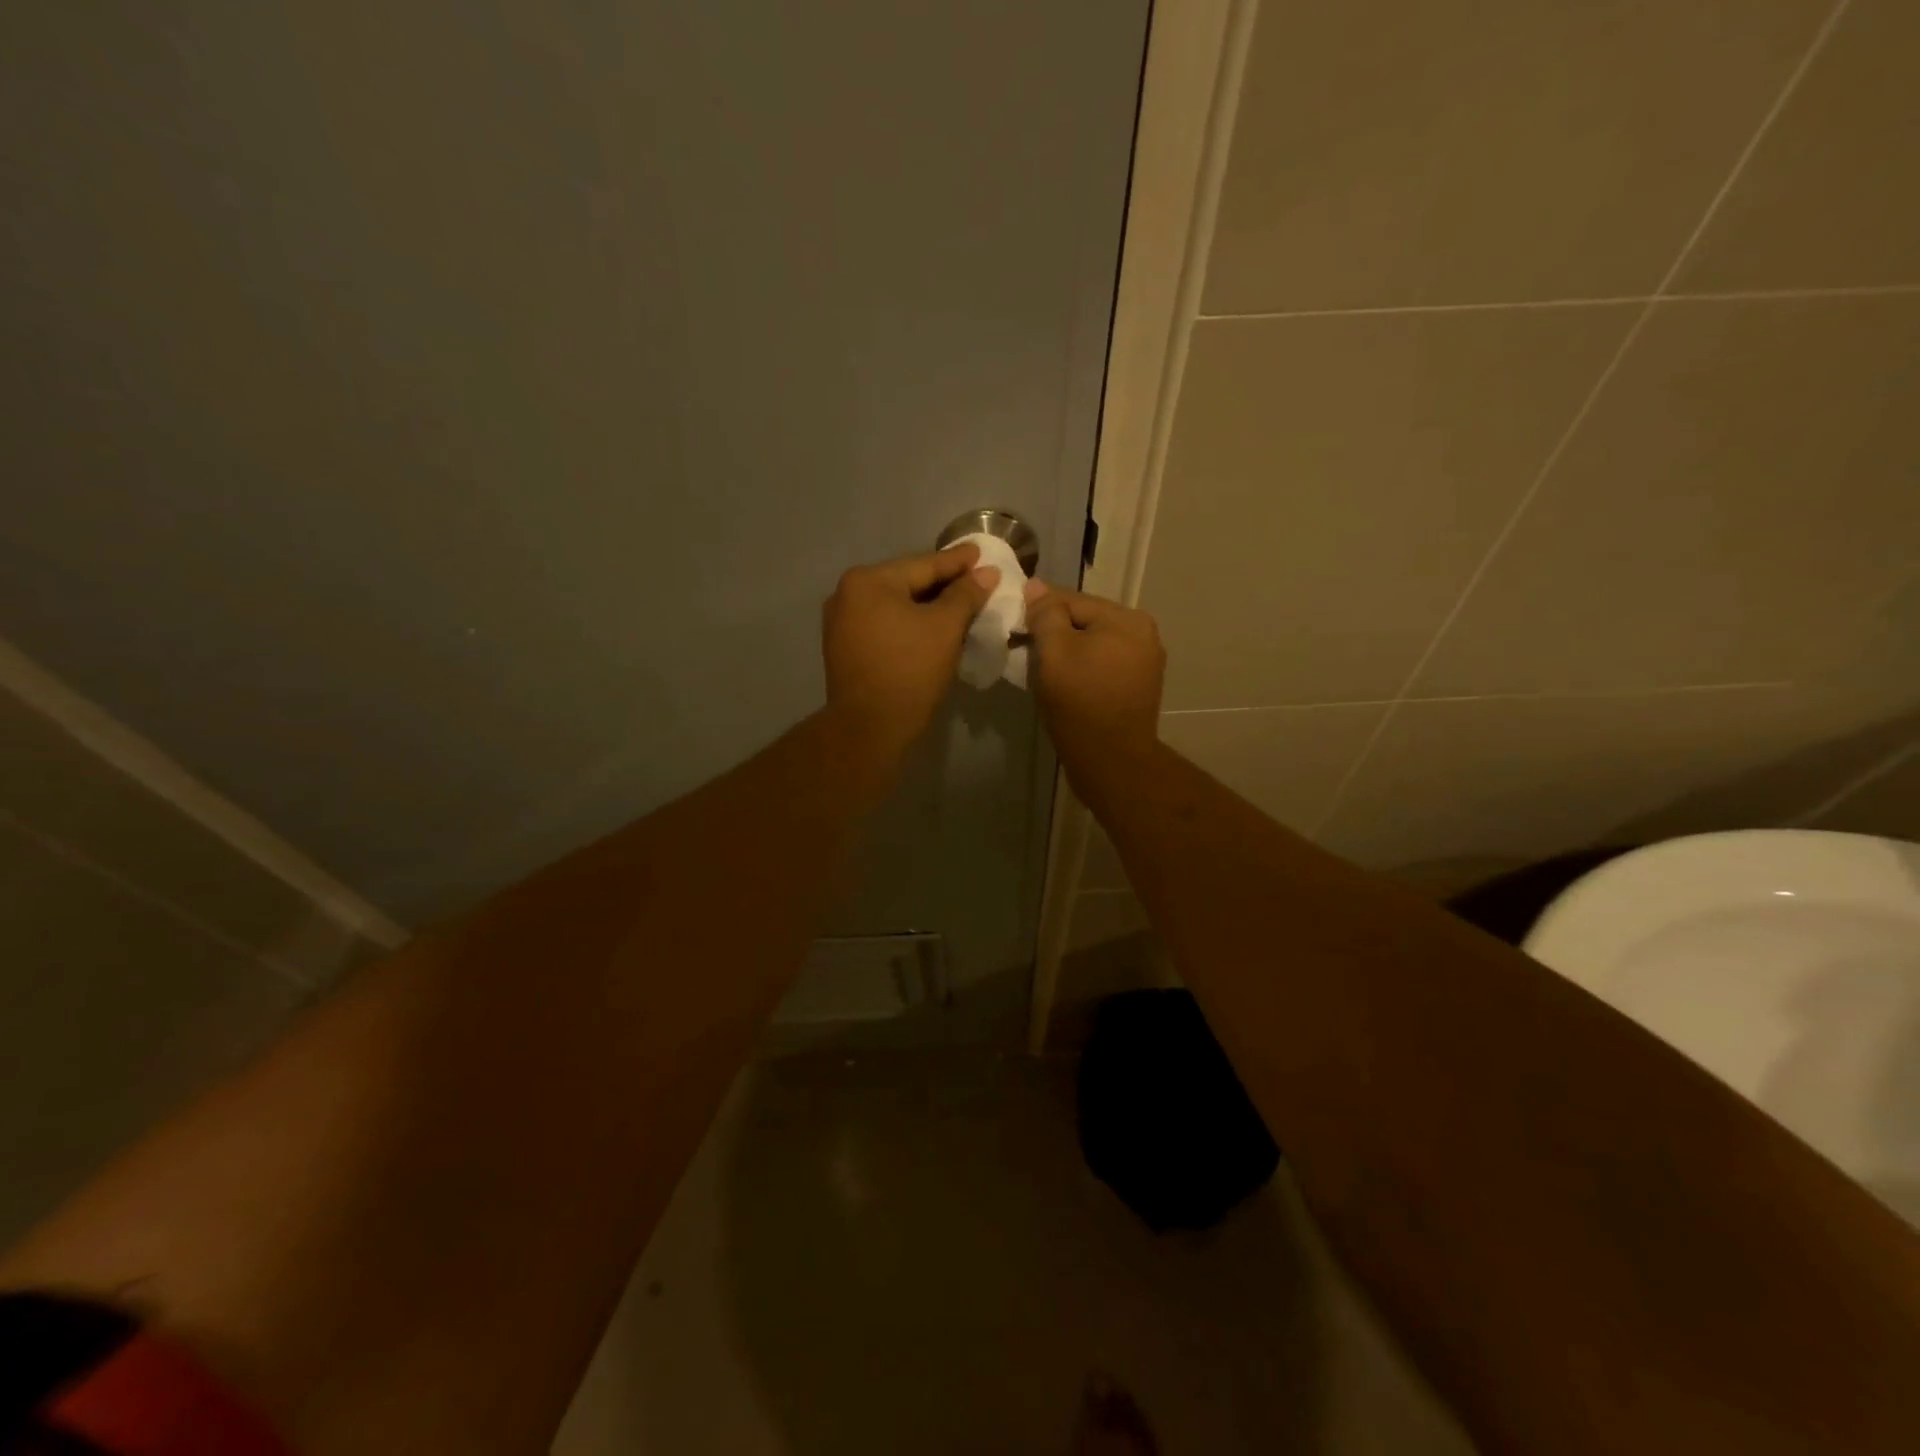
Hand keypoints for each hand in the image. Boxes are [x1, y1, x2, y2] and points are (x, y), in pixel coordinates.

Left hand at [822, 544, 998, 756]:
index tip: (980, 553)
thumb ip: (966, 594)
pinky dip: (908, 624)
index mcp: (868, 581)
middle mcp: (847, 594)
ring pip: (895, 606)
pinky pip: (884, 625)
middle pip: (906, 583)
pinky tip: (930, 628)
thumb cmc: (910, 670)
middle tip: (974, 579)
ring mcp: (841, 623)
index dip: (957, 562)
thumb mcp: (945, 627)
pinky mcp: (844, 648)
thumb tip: (987, 572)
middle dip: (942, 584)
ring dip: (926, 606)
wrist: (870, 727)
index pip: (923, 565)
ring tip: (958, 604)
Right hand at [1025, 580, 1164, 777]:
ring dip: (1067, 652)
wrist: (1112, 761)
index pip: (1071, 600)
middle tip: (1022, 650)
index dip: (1037, 611)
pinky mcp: (1138, 687)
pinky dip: (1082, 669)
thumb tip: (1035, 586)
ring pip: (1093, 644)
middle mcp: (1143, 634)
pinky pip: (1102, 665)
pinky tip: (1064, 684)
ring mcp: (1145, 662)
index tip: (1012, 626)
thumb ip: (1045, 614)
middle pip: (1084, 622)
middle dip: (1053, 633)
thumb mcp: (1054, 652)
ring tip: (1041, 669)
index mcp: (1127, 619)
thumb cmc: (1080, 702)